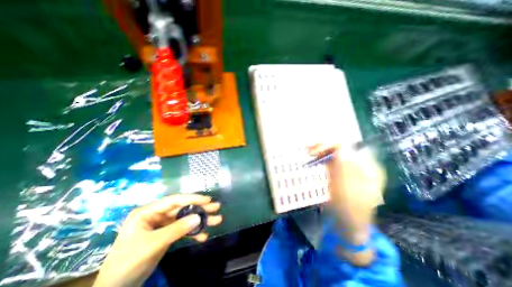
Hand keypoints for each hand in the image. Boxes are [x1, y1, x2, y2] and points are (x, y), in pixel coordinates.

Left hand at [93, 194, 222, 285]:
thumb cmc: (128, 262)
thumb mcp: (152, 244)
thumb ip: (176, 229)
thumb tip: (198, 217)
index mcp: (149, 211)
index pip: (175, 200)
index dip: (192, 198)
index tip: (207, 200)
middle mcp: (157, 215)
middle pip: (183, 208)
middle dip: (200, 209)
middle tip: (216, 207)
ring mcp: (163, 225)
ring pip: (185, 219)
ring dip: (200, 221)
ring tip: (216, 220)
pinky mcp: (167, 234)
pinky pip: (183, 230)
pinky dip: (193, 233)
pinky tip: (203, 236)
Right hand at [308, 145, 383, 265]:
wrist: (348, 224)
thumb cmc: (351, 210)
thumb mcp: (348, 190)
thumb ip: (345, 167)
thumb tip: (341, 146)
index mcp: (369, 168)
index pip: (351, 148)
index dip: (333, 146)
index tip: (316, 151)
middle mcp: (360, 164)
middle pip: (343, 148)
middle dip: (325, 146)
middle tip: (309, 149)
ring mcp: (350, 168)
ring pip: (335, 153)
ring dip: (322, 150)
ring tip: (309, 150)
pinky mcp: (341, 172)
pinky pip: (331, 160)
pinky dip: (322, 157)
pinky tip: (314, 156)